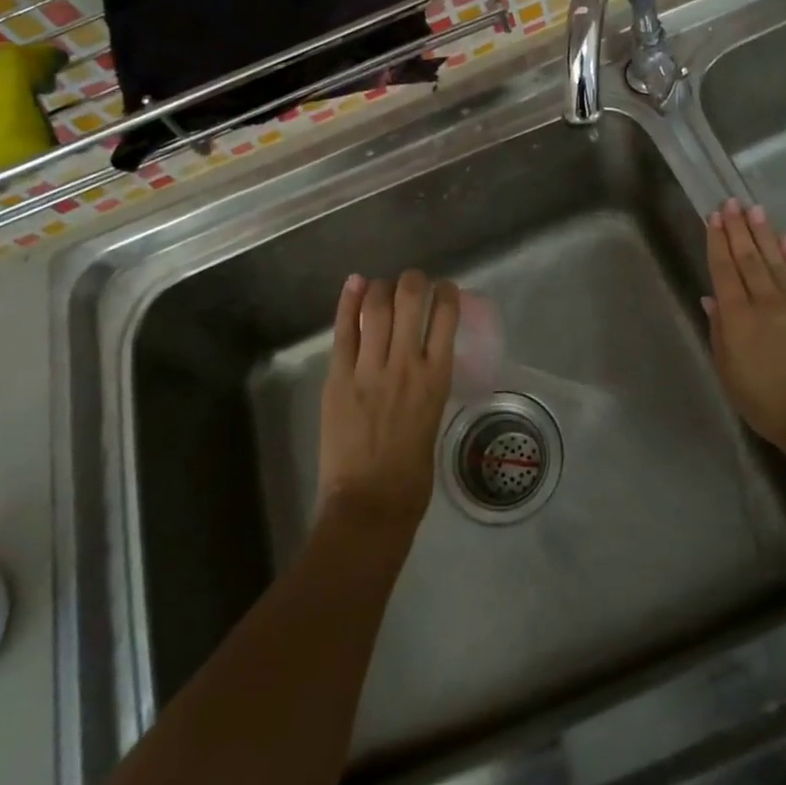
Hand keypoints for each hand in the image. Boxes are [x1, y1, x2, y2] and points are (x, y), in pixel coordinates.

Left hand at [318, 270, 459, 538]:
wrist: (369, 504)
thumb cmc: (412, 474)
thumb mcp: (432, 419)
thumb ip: (426, 386)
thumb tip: (420, 364)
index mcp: (436, 378)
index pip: (446, 318)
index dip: (446, 293)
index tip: (444, 288)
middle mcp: (406, 364)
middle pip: (410, 301)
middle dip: (413, 281)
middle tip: (412, 280)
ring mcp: (370, 369)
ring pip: (376, 309)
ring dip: (381, 288)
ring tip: (382, 284)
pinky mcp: (339, 378)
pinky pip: (344, 332)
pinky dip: (349, 303)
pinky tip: (355, 283)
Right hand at [704, 200, 785, 458]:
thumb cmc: (767, 403)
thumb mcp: (729, 373)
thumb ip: (719, 332)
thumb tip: (711, 299)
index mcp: (737, 318)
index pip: (724, 270)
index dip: (717, 242)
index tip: (713, 217)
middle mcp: (765, 302)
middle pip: (749, 258)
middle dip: (738, 228)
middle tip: (731, 202)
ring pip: (776, 260)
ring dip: (764, 233)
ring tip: (755, 209)